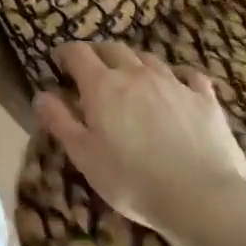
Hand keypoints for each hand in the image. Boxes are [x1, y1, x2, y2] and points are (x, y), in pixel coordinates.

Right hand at [34, 41, 245, 233]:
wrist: (202, 197)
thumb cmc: (132, 180)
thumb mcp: (84, 156)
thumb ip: (59, 121)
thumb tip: (41, 94)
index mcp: (103, 85)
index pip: (78, 52)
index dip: (65, 53)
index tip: (59, 62)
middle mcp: (136, 74)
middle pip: (113, 48)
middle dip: (98, 53)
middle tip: (91, 68)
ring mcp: (174, 83)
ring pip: (148, 58)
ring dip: (133, 62)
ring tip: (130, 77)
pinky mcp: (204, 99)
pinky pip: (189, 75)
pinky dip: (177, 76)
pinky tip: (178, 85)